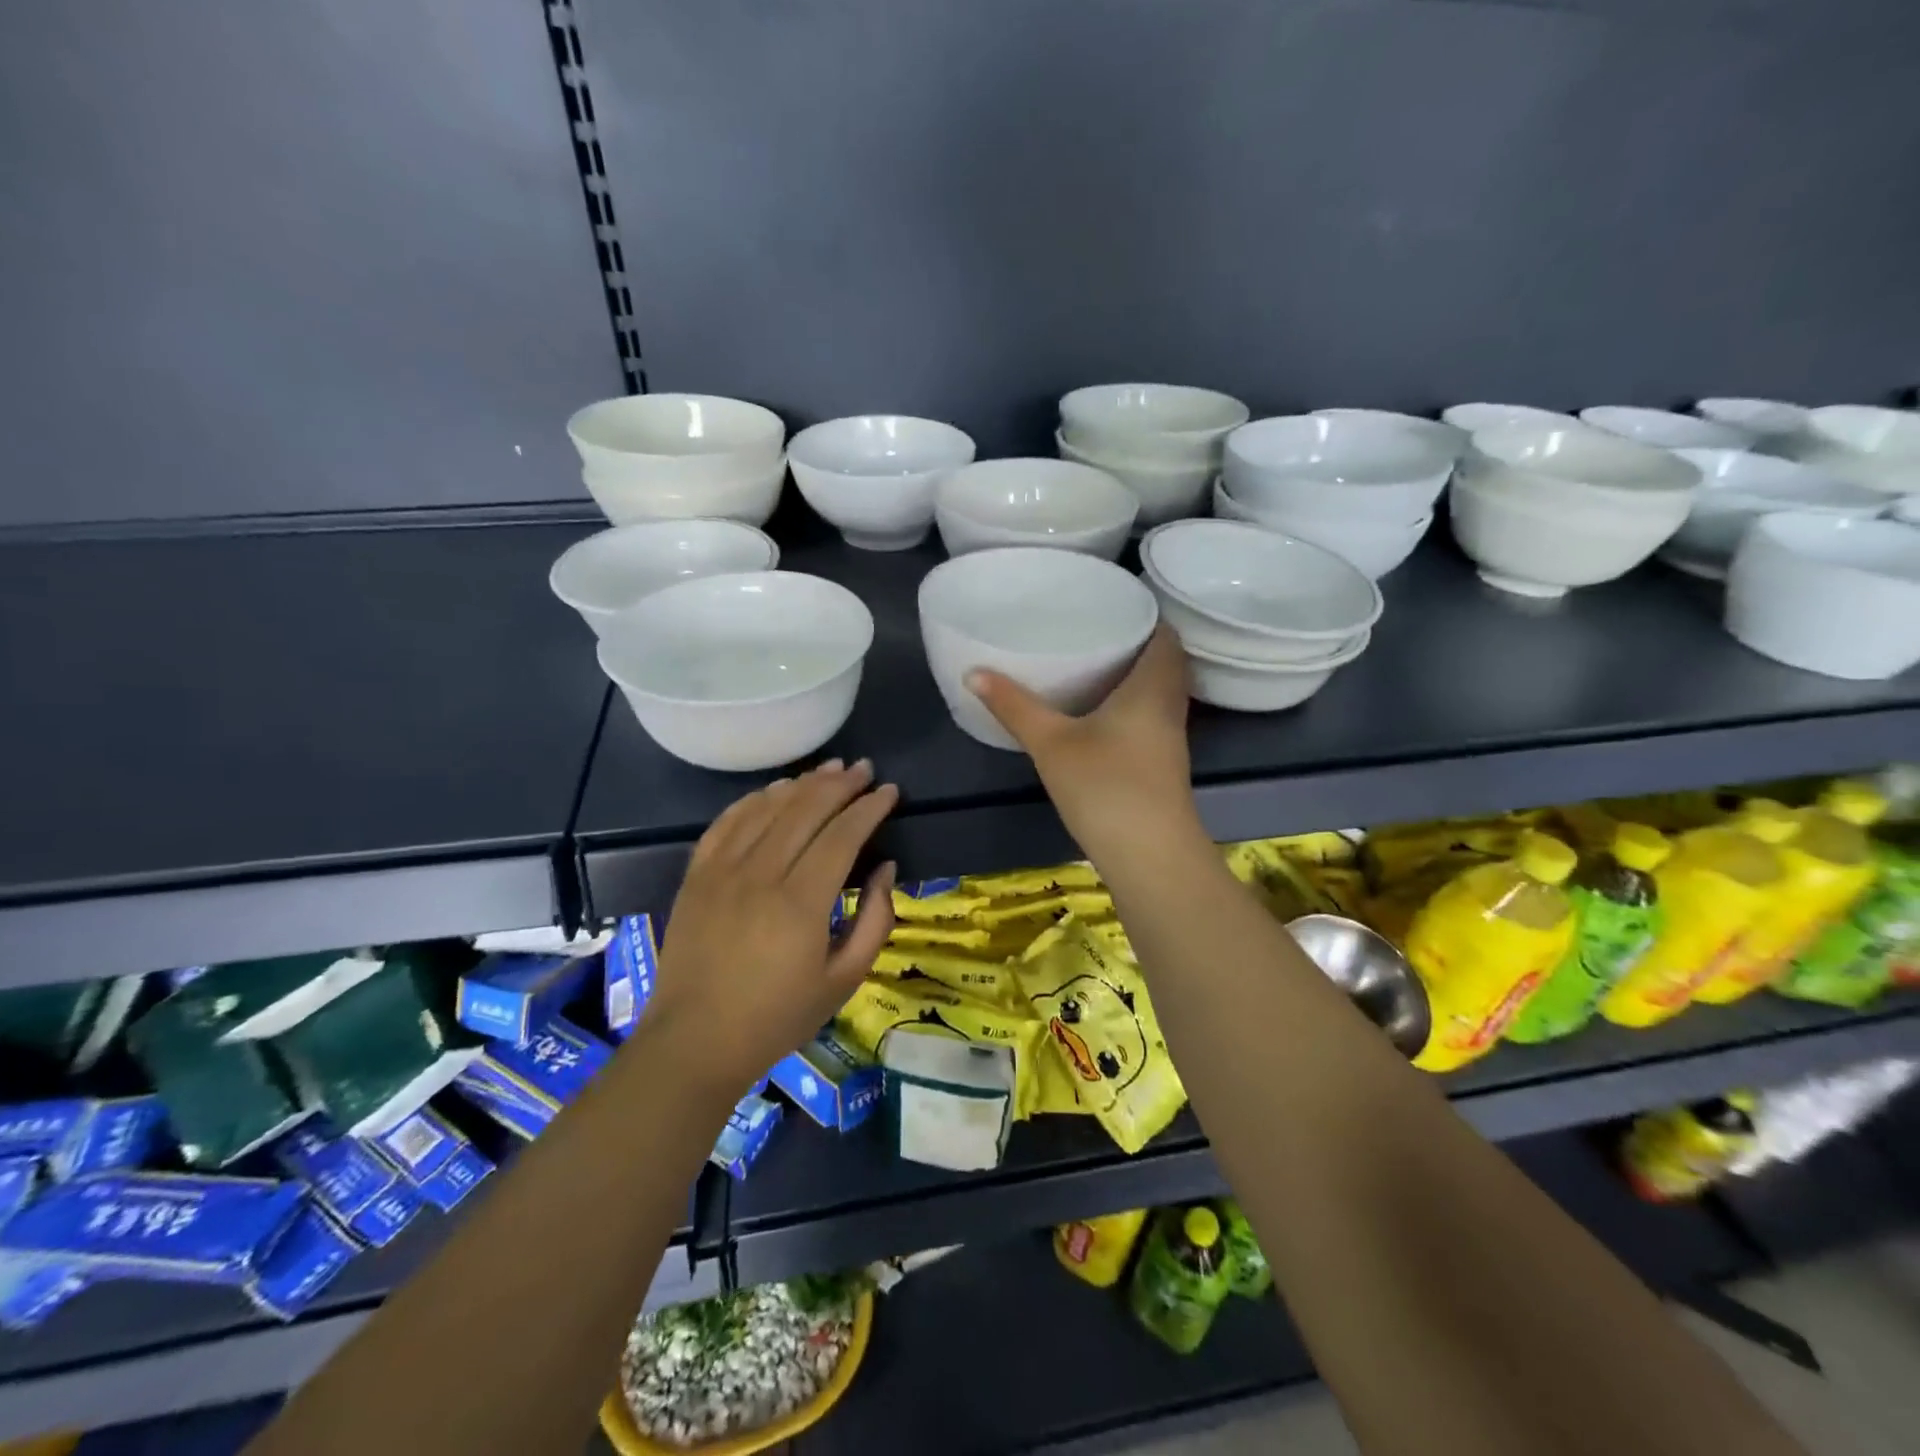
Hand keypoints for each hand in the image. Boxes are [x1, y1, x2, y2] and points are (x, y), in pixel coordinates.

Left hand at [651, 760, 898, 1094]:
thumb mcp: (843, 981)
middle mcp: (760, 874)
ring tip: (828, 770)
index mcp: (800, 903)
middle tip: (864, 769)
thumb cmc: (777, 1017)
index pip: (842, 835)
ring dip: (801, 784)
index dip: (869, 808)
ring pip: (766, 808)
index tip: (890, 791)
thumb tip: (886, 869)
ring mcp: (722, 871)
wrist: (695, 1041)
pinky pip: (727, 822)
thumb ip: (875, 921)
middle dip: (840, 784)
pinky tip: (775, 791)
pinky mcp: (696, 875)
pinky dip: (754, 800)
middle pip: (805, 810)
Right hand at [967, 623, 1198, 866]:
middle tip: (1093, 630)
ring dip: (1134, 675)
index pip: (1166, 634)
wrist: (1149, 857)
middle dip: (1134, 643)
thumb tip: (973, 672)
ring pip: (1159, 691)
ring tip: (1092, 663)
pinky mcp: (1162, 764)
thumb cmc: (1105, 787)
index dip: (1145, 614)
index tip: (1111, 605)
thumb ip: (1014, 706)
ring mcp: (1170, 738)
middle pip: (1164, 661)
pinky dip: (1131, 704)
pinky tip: (1099, 712)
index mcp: (1152, 686)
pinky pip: (1151, 716)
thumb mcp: (1051, 742)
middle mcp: (1169, 705)